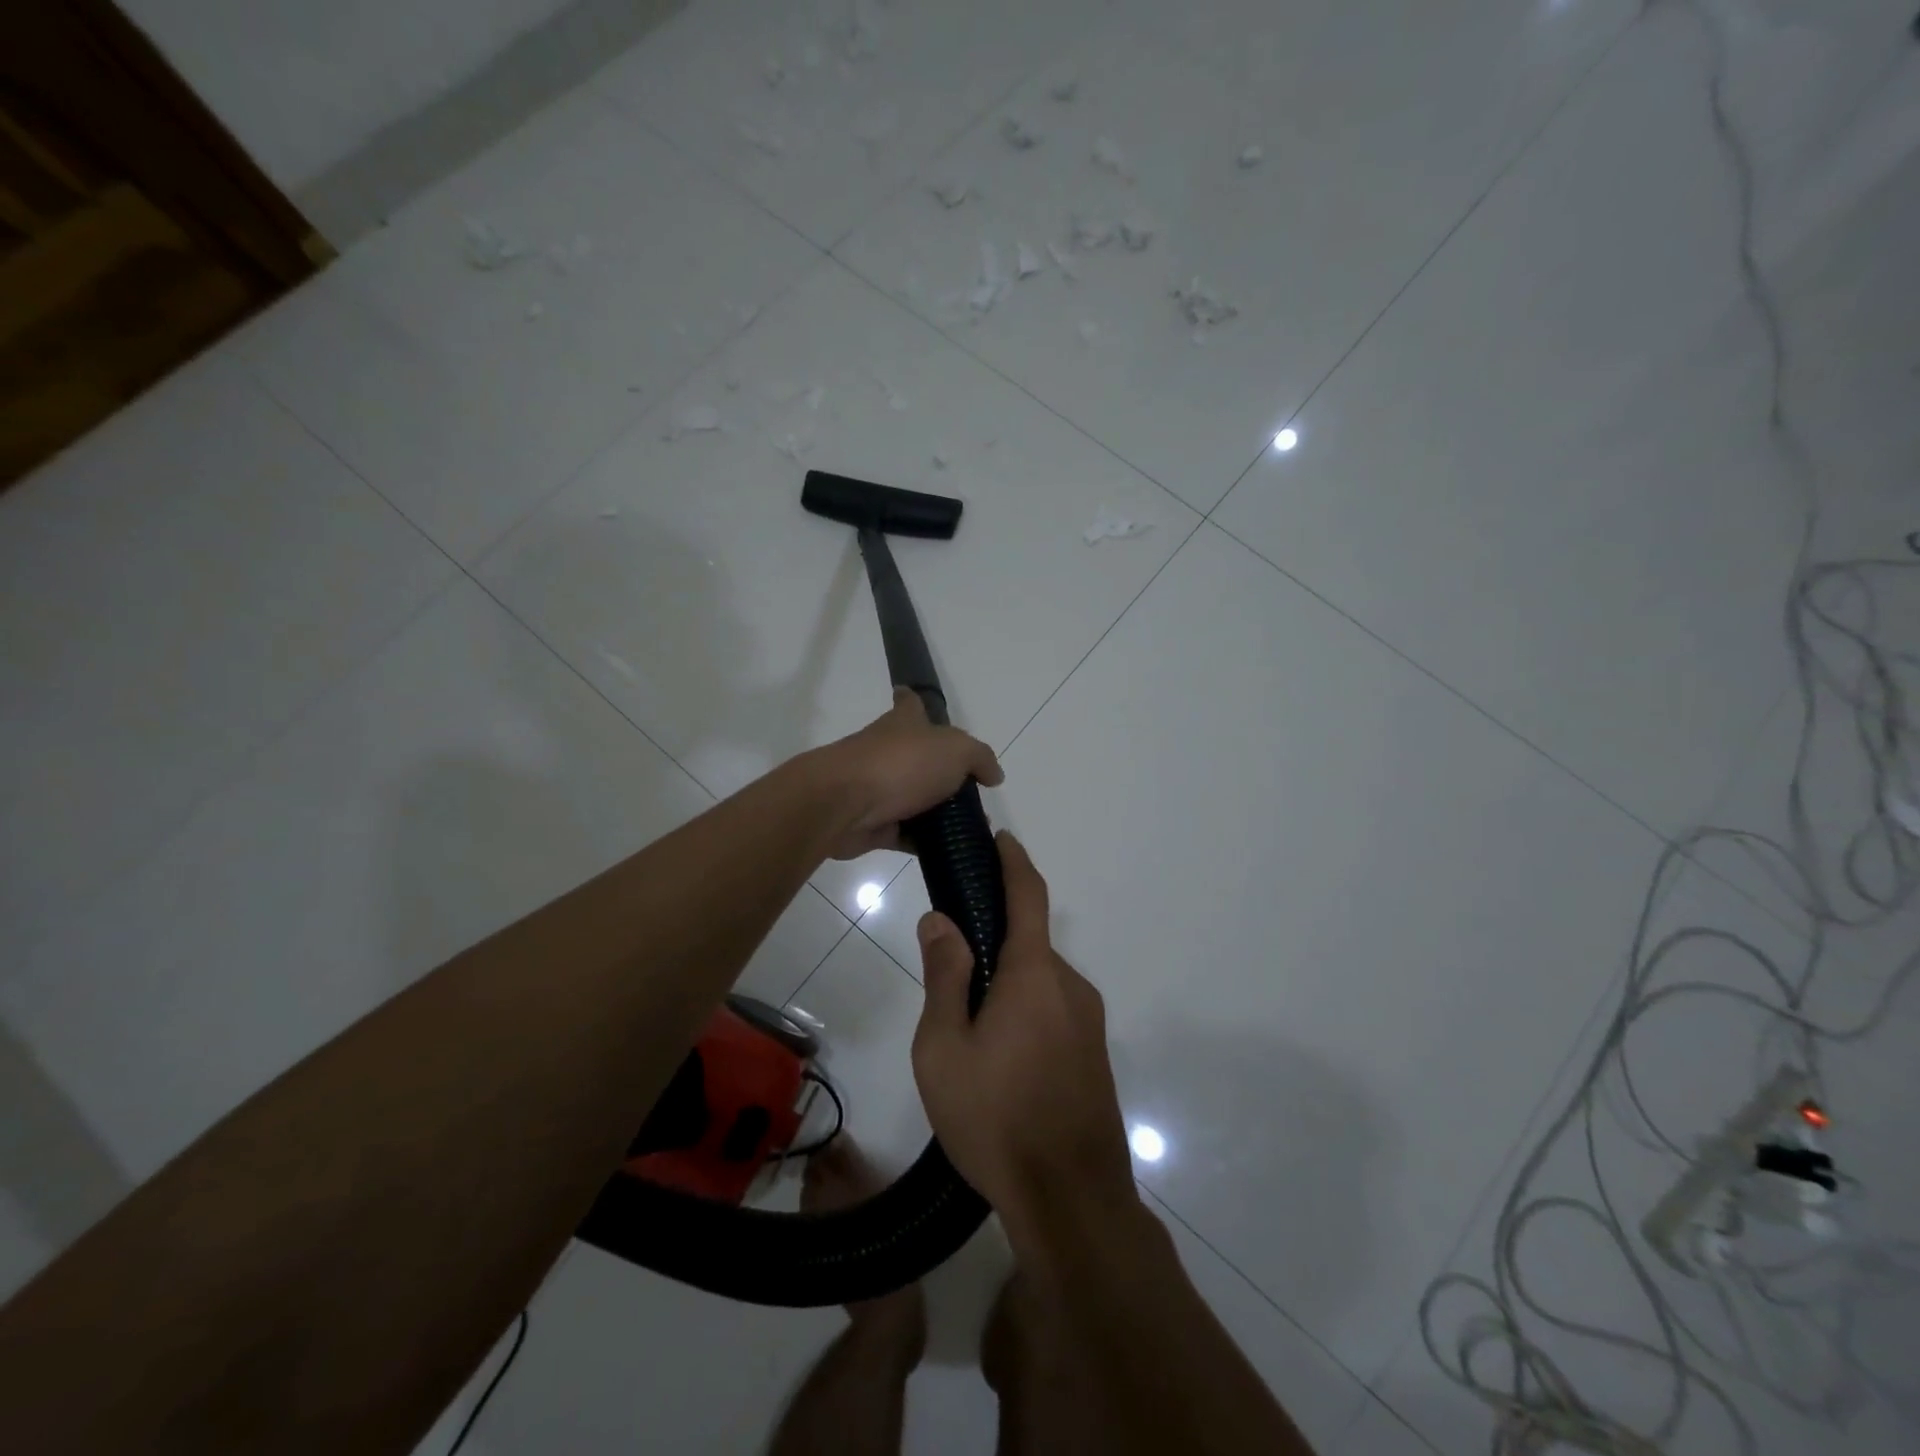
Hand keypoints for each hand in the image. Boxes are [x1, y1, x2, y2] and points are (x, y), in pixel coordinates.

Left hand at [810, 689, 1002, 860]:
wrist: (844, 803)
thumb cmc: (901, 764)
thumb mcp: (956, 750)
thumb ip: (980, 758)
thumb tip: (993, 775)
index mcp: (904, 724)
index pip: (909, 703)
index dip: (915, 700)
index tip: (920, 703)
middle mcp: (888, 751)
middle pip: (918, 757)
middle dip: (942, 772)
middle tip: (974, 792)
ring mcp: (878, 788)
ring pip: (914, 799)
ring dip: (938, 813)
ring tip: (972, 827)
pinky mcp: (874, 824)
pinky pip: (906, 834)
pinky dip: (925, 843)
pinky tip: (951, 851)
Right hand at [910, 833, 1137, 1261]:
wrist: (1073, 1202)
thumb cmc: (996, 1118)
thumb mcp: (945, 1048)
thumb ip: (944, 977)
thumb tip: (941, 920)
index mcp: (1034, 974)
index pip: (1028, 895)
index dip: (1014, 861)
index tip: (1001, 839)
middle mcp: (1070, 986)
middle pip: (1028, 944)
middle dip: (992, 944)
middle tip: (948, 980)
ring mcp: (1089, 1022)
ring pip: (1039, 982)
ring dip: (1006, 986)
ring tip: (967, 1035)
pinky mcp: (1094, 1054)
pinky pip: (1054, 1011)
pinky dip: (1025, 1011)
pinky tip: (1000, 1062)